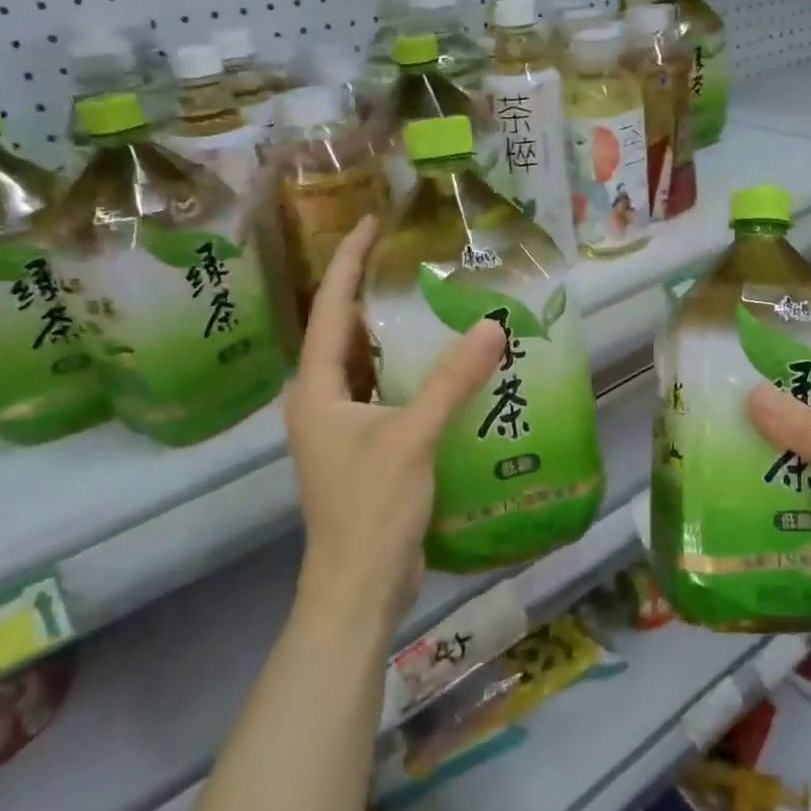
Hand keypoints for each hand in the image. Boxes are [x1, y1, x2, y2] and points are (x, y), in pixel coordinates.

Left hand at [285, 216, 504, 634]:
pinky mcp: (365, 448)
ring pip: (366, 364)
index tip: (371, 223)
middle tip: (411, 259)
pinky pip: (384, 392)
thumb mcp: (413, 437)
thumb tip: (493, 325)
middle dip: (372, 293)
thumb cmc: (372, 508)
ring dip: (393, 334)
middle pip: (345, 333)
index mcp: (317, 389)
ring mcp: (341, 427)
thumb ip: (453, 380)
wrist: (360, 587)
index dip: (349, 262)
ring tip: (430, 301)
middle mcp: (321, 401)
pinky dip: (408, 372)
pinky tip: (443, 365)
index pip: (330, 309)